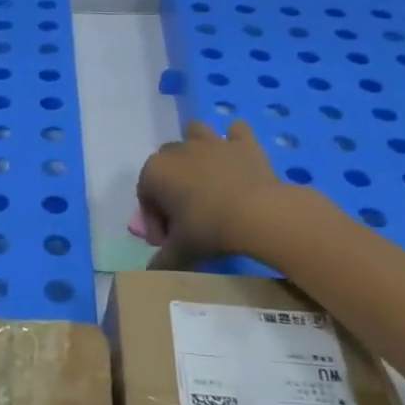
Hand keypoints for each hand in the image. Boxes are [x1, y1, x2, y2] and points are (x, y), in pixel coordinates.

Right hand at [136, 119, 307, 269]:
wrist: (259, 214)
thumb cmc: (210, 229)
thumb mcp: (180, 251)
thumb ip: (161, 261)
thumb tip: (151, 272)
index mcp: (154, 172)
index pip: (145, 197)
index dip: (155, 223)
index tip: (169, 243)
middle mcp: (178, 150)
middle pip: (166, 166)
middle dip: (171, 187)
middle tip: (187, 218)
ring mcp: (211, 142)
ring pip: (195, 134)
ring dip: (196, 149)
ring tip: (207, 178)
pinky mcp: (243, 143)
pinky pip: (236, 131)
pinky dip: (236, 140)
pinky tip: (238, 157)